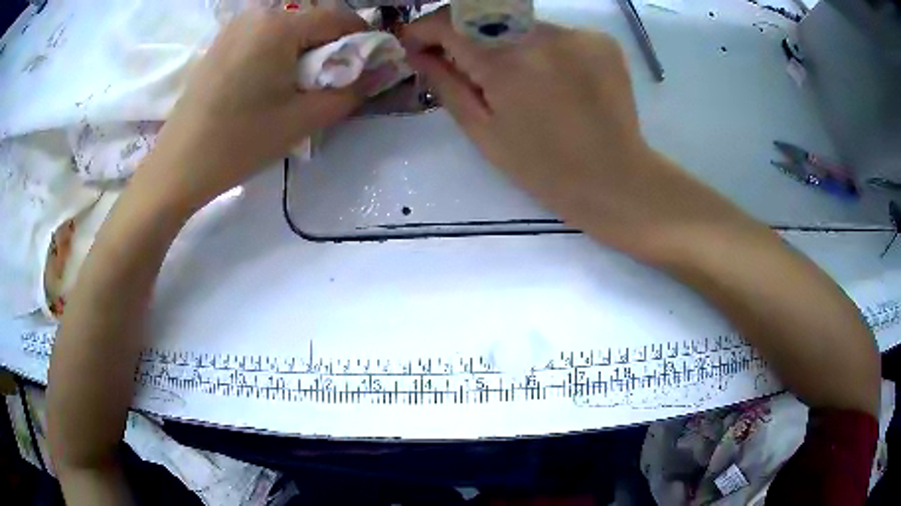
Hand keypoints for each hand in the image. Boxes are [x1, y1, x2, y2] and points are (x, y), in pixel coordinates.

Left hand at [145, 7, 367, 208]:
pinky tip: (268, 82)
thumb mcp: (302, 119)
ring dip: (305, 49)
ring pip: (289, 26)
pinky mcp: (221, 41)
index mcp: (280, 24)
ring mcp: (235, 25)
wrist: (177, 166)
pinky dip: (279, 50)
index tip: (367, 68)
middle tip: (327, 83)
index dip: (362, 40)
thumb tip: (389, 70)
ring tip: (296, 85)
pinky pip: (265, 34)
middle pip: (314, 19)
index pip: (340, 18)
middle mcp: (258, 13)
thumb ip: (352, 91)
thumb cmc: (239, 142)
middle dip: (331, 46)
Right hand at [401, 8, 750, 259]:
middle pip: (486, 17)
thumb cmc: (544, 167)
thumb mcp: (484, 132)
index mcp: (506, 63)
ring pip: (523, 24)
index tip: (418, 43)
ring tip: (519, 79)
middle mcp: (543, 36)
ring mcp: (578, 35)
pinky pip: (557, 33)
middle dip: (466, 35)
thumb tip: (417, 52)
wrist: (615, 179)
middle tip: (465, 64)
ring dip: (508, 41)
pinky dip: (544, 48)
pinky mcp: (602, 40)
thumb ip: (446, 84)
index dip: (426, 28)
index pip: (450, 22)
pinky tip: (554, 79)